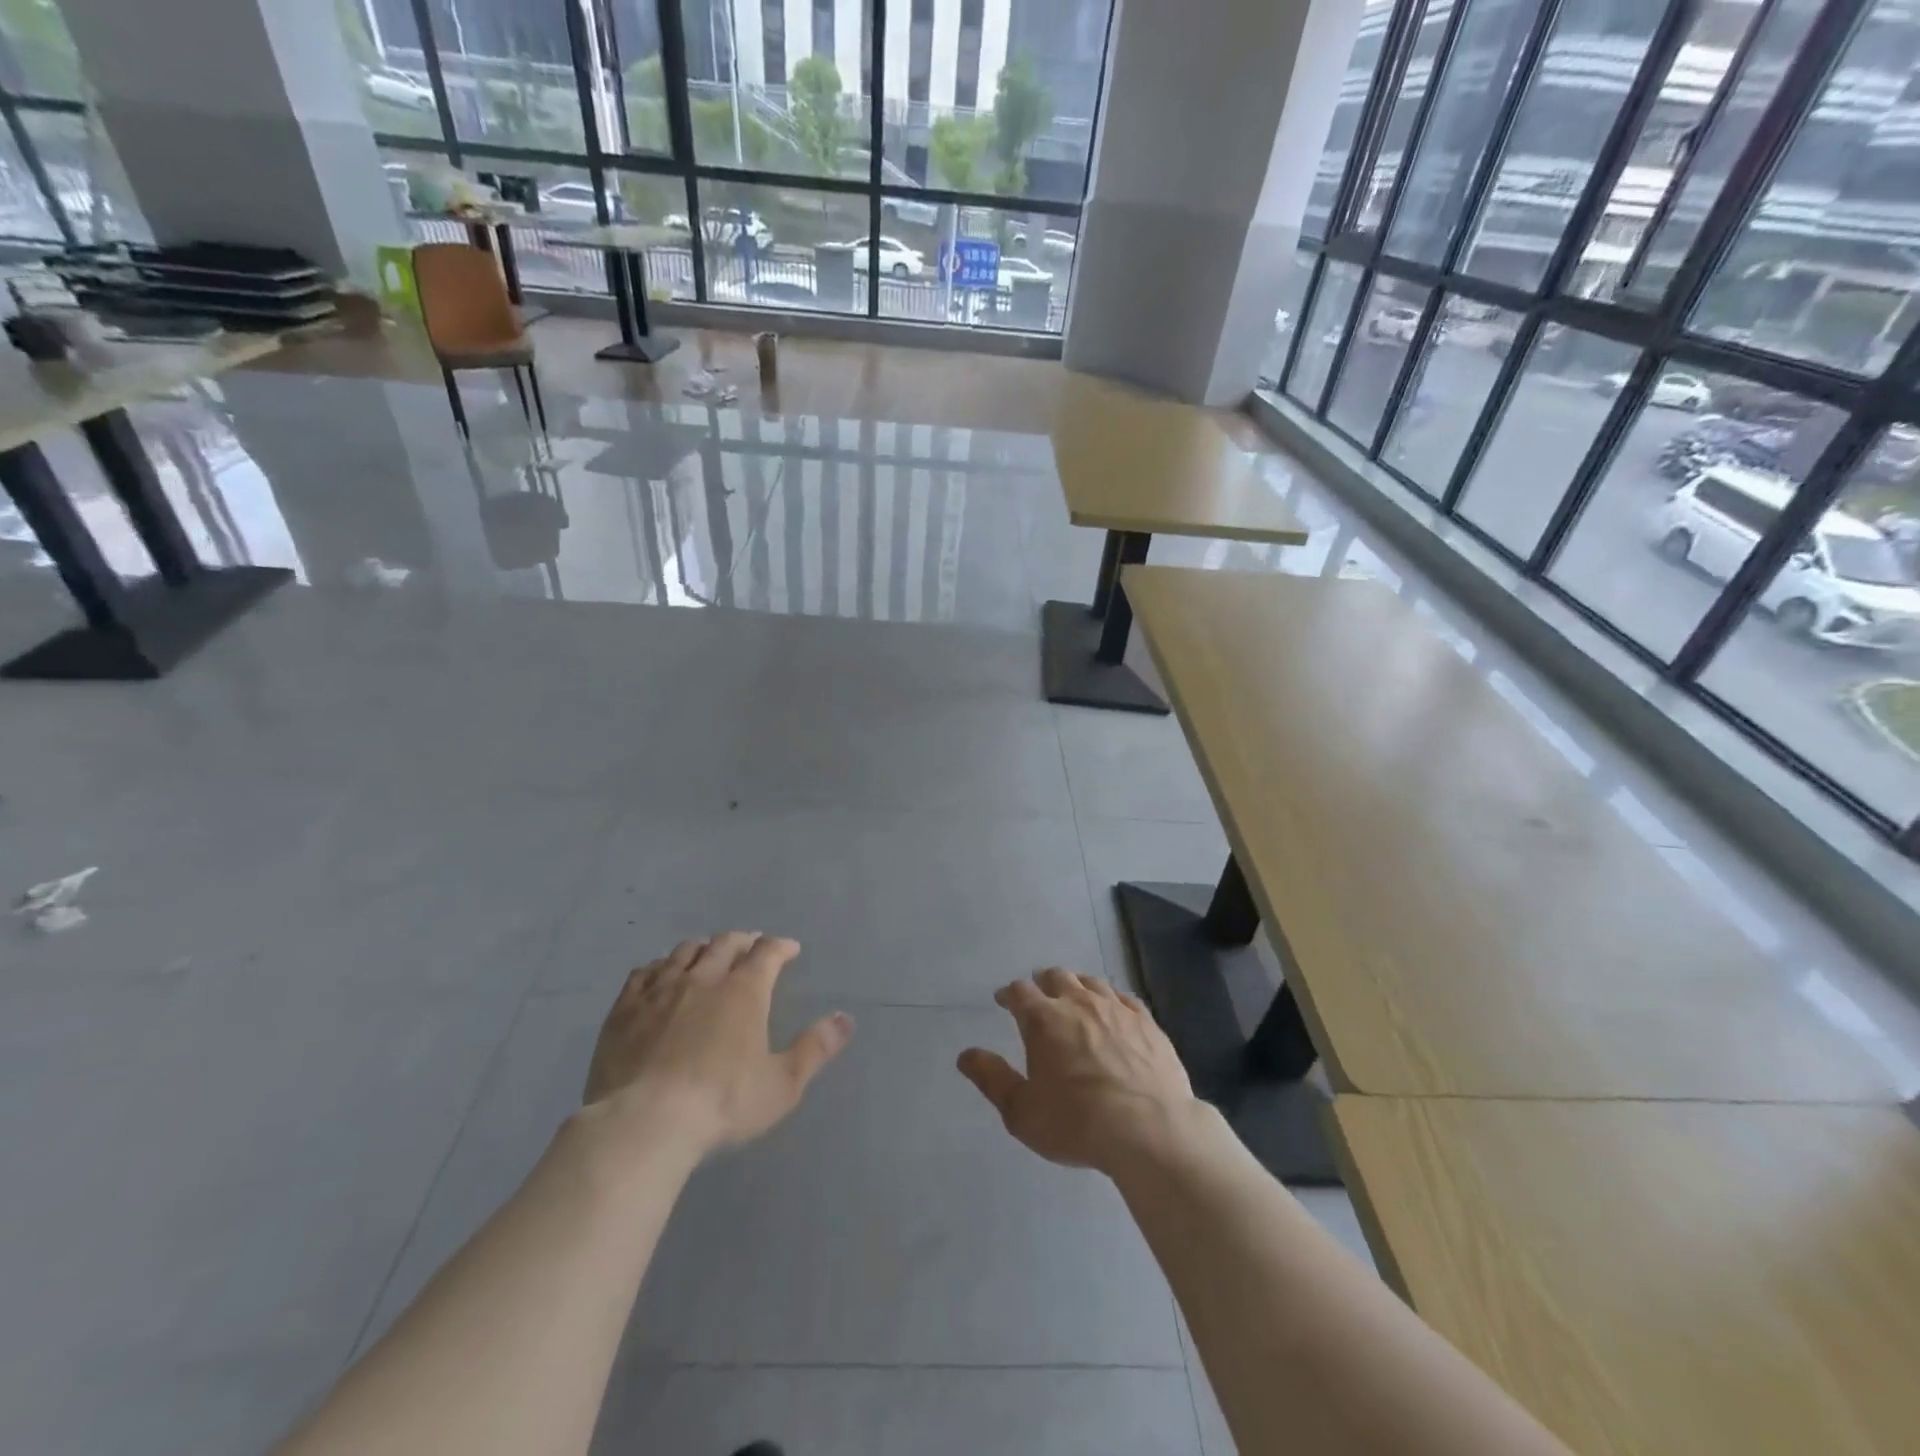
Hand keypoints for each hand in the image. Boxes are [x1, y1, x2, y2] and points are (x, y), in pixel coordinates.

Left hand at [584, 933, 852, 1155]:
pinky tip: (660, 974)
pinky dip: (659, 966)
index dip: (781, 946)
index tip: (790, 949)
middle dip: (743, 940)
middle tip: (751, 946)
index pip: (767, 953)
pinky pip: (643, 973)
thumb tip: (845, 1019)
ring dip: (702, 948)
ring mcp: (660, 990)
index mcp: (744, 991)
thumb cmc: (723, 1103)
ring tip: (707, 955)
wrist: (645, 1123)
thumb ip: (815, 1049)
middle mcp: (704, 978)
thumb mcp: (782, 1084)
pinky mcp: (625, 1009)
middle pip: (725, 943)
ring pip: (684, 952)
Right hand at [957, 969, 1195, 1174]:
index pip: (1019, 992)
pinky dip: (1112, 999)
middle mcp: (1078, 1003)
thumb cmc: (1076, 1123)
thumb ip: (992, 1079)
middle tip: (1039, 995)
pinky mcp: (1147, 1022)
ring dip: (1077, 985)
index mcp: (1043, 1019)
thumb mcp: (1021, 1111)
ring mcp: (1116, 1009)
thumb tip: (965, 1055)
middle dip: (1043, 983)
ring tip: (1074, 996)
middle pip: (1056, 977)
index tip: (1003, 1000)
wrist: (1149, 1130)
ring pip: (1091, 982)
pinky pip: (1124, 998)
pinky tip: (1114, 1009)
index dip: (1009, 994)